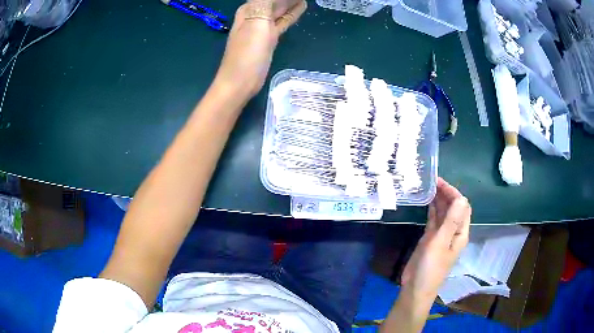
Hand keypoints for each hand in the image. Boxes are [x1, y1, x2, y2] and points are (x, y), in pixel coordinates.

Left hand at [214, 0, 306, 97]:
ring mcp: (262, 27)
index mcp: (249, 9)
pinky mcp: (269, 38)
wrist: (241, 82)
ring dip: (291, 2)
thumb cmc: (247, 52)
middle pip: (274, 0)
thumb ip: (264, 3)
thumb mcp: (256, 22)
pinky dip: (291, 14)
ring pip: (279, 9)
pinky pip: (282, 21)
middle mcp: (255, 15)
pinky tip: (301, 7)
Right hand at [401, 177, 470, 301]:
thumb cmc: (430, 268)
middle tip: (432, 180)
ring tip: (428, 185)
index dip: (454, 193)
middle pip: (453, 208)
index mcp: (460, 233)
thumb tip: (462, 198)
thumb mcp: (440, 243)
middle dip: (446, 193)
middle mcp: (453, 232)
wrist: (415, 288)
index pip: (462, 207)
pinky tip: (426, 200)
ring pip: (443, 213)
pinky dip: (431, 209)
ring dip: (439, 199)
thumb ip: (450, 221)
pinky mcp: (430, 239)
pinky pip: (433, 220)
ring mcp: (441, 235)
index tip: (440, 182)